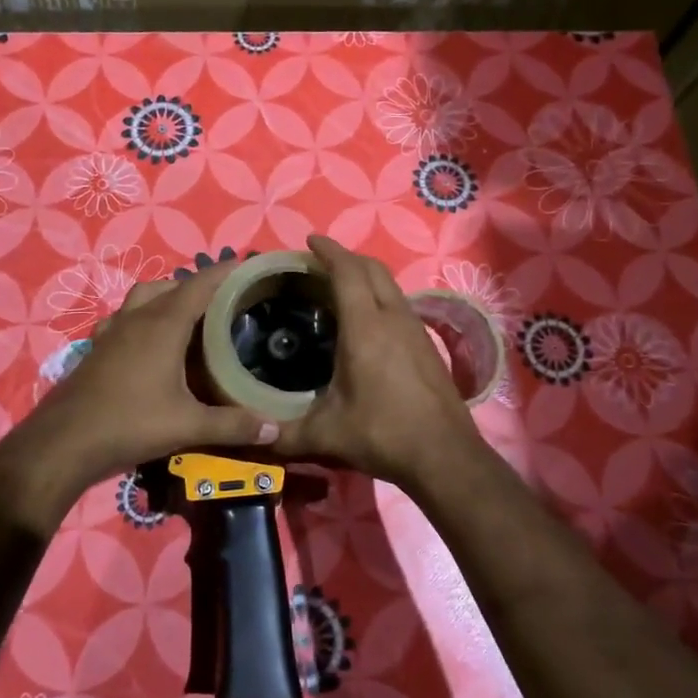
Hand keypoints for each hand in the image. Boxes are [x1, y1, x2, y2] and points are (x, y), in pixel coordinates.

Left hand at [0, 261, 279, 503]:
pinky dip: (142, 317)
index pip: (199, 285)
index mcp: (163, 325)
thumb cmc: (130, 423)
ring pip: (143, 297)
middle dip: (199, 285)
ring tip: (190, 316)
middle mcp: (137, 319)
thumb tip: (274, 429)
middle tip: (225, 300)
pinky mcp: (98, 348)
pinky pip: (125, 318)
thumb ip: (233, 425)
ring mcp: (113, 331)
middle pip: (171, 286)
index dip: (224, 272)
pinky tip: (149, 342)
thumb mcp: (188, 426)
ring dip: (167, 296)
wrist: (64, 442)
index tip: (247, 266)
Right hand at [271, 235, 483, 487]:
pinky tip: (368, 320)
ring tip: (340, 286)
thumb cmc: (382, 434)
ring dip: (366, 275)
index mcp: (365, 328)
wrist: (445, 456)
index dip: (329, 251)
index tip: (310, 241)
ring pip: (390, 285)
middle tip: (320, 263)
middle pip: (372, 269)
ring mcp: (415, 329)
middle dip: (346, 257)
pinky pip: (400, 304)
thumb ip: (283, 434)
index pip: (347, 272)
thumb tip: (252, 434)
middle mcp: (393, 318)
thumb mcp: (325, 435)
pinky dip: (379, 296)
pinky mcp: (427, 345)